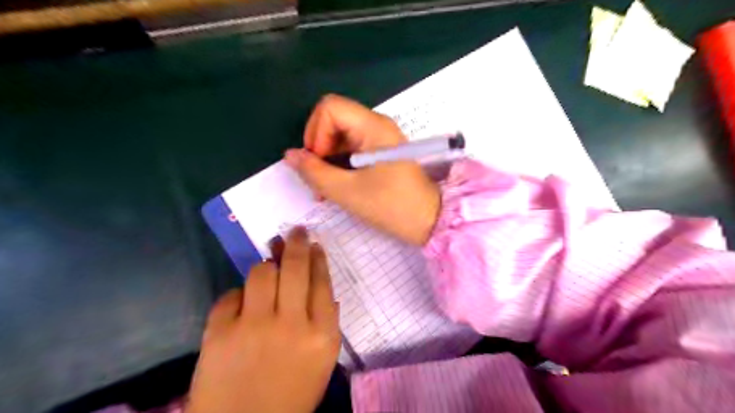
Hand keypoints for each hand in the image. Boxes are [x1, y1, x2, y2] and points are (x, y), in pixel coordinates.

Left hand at [188, 227, 340, 412]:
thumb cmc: (292, 394)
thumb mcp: (323, 362)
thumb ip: (327, 323)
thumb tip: (323, 289)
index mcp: (322, 335)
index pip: (322, 283)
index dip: (318, 258)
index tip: (314, 244)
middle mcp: (291, 324)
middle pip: (295, 268)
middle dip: (296, 243)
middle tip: (296, 232)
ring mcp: (254, 327)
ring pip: (261, 273)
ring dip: (265, 267)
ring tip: (267, 269)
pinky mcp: (219, 333)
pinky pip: (230, 296)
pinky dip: (237, 297)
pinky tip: (242, 307)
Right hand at [283, 94, 438, 244]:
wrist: (429, 221)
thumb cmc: (391, 206)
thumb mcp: (347, 191)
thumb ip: (315, 172)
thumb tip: (289, 155)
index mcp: (373, 126)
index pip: (330, 107)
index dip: (316, 132)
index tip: (319, 162)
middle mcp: (376, 125)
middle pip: (333, 120)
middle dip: (318, 148)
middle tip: (318, 180)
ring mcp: (379, 138)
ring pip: (340, 136)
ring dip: (327, 160)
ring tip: (325, 189)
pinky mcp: (380, 151)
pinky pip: (351, 148)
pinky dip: (339, 164)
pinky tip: (337, 185)